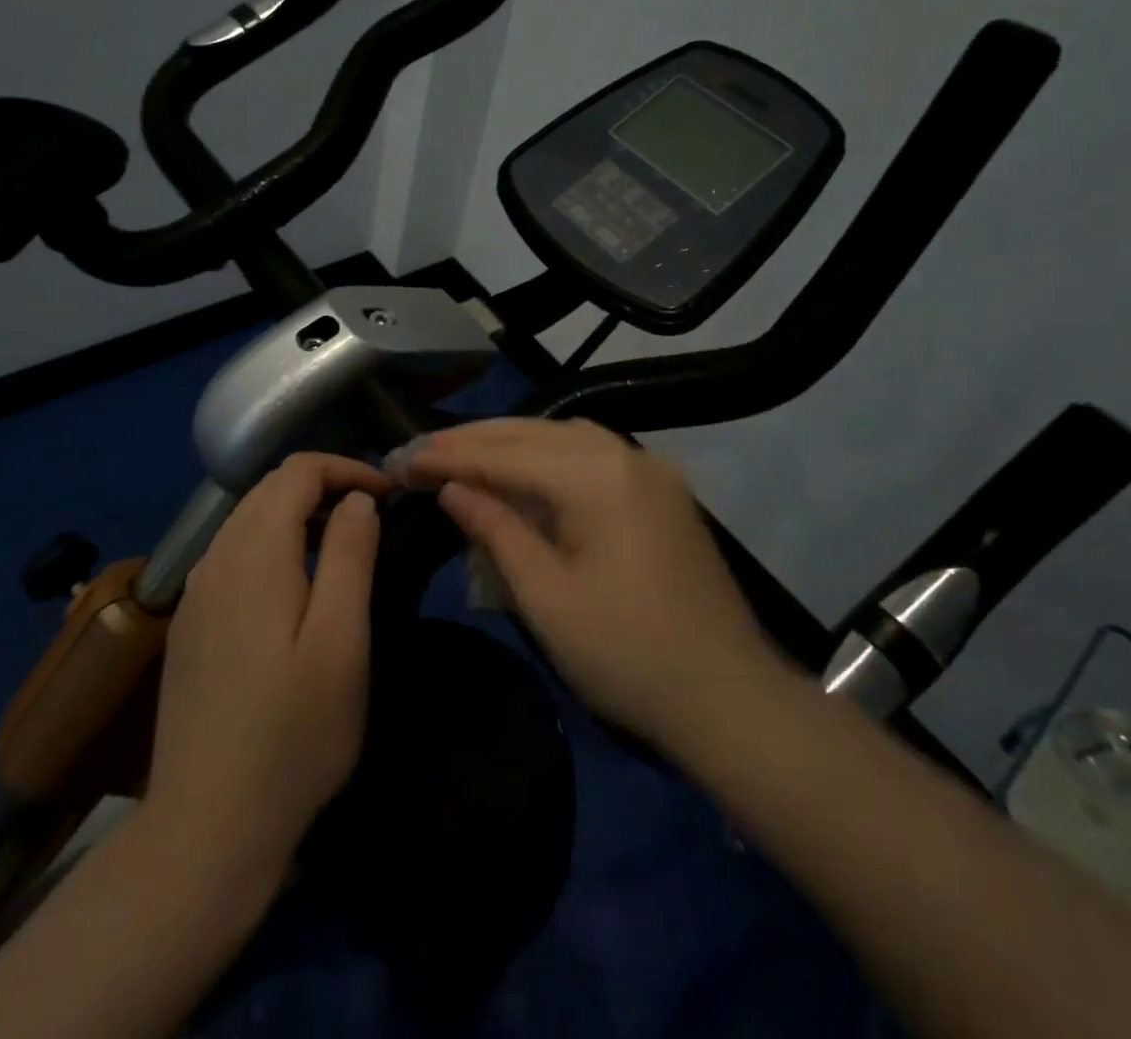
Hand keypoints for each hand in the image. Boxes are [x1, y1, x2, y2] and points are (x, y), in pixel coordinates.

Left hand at [145, 453, 391, 884]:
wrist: (206, 827)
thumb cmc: (293, 733)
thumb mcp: (342, 640)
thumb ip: (351, 555)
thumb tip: (358, 499)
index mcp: (253, 554)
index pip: (297, 471)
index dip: (347, 468)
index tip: (389, 495)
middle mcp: (215, 559)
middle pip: (268, 489)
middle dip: (325, 485)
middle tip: (374, 514)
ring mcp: (195, 594)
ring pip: (247, 520)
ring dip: (298, 514)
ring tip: (344, 545)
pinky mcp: (190, 625)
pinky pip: (233, 555)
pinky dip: (272, 544)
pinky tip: (297, 587)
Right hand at [395, 418, 777, 757]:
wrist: (727, 697)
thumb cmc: (625, 653)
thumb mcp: (546, 596)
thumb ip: (496, 529)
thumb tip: (454, 488)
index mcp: (595, 475)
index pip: (506, 453)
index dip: (451, 457)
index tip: (403, 460)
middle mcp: (625, 454)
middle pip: (535, 432)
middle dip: (476, 440)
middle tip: (423, 452)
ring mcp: (650, 470)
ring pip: (566, 435)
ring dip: (513, 441)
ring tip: (466, 454)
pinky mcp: (662, 492)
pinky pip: (594, 454)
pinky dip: (550, 455)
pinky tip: (527, 470)